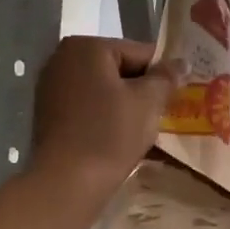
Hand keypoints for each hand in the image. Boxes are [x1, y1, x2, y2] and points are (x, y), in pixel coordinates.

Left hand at [32, 37, 174, 194]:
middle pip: (119, 68)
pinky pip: (87, 105)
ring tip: (145, 126)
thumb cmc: (111, 134)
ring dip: (125, 103)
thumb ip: (166, 77)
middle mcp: (62, 58)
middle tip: (164, 112)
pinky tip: (120, 135)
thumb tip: (181, 63)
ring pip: (103, 88)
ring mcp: (51, 86)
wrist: (68, 182)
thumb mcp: (148, 102)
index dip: (163, 73)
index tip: (178, 94)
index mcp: (86, 46)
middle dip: (142, 88)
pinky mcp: (48, 112)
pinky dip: (105, 115)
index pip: (139, 52)